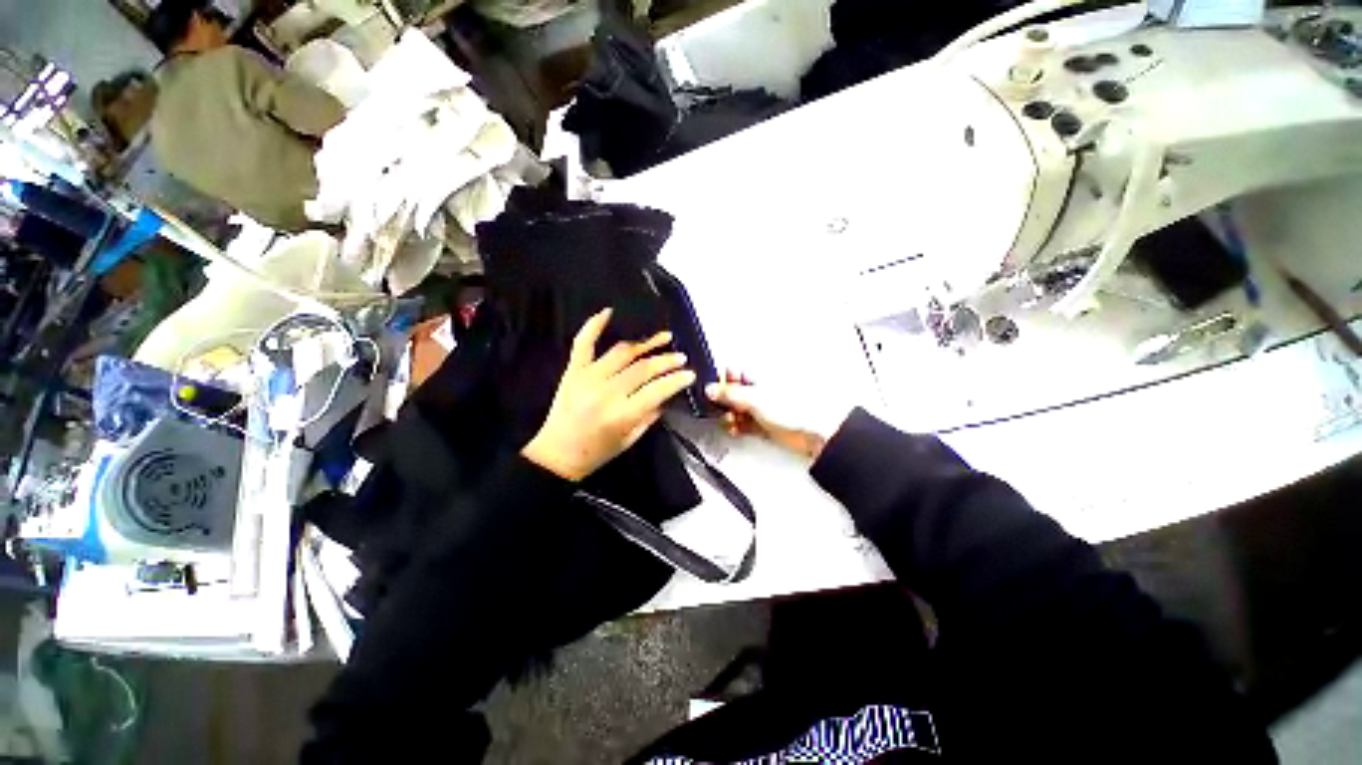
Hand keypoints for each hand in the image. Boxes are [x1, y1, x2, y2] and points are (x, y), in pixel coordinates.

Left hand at [523, 309, 695, 480]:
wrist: (557, 453)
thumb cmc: (597, 452)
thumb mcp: (630, 439)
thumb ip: (650, 415)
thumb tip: (667, 393)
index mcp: (622, 414)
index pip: (657, 390)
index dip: (677, 380)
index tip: (690, 373)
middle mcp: (606, 392)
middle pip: (643, 368)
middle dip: (666, 360)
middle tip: (681, 356)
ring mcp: (588, 377)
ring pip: (622, 352)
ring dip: (645, 342)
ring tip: (663, 336)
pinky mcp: (573, 370)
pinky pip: (584, 342)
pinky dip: (595, 325)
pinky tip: (609, 311)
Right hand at [705, 372, 842, 460]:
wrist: (815, 432)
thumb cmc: (795, 407)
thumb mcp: (755, 397)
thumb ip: (730, 394)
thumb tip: (711, 388)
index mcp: (758, 378)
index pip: (734, 375)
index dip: (721, 381)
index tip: (712, 390)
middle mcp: (759, 392)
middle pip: (733, 394)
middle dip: (723, 401)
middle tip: (720, 407)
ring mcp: (762, 409)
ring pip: (737, 410)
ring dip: (729, 416)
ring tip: (730, 420)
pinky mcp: (764, 426)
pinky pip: (744, 425)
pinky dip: (737, 427)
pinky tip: (735, 429)